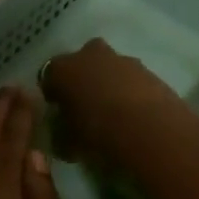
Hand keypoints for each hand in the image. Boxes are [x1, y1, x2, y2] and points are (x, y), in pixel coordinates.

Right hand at [39, 39, 190, 169]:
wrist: (149, 129)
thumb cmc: (97, 133)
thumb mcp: (68, 143)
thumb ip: (61, 135)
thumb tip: (63, 137)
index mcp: (62, 69)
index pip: (49, 76)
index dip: (52, 94)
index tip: (58, 111)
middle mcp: (89, 55)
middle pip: (81, 63)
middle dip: (82, 79)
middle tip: (85, 105)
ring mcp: (122, 60)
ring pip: (109, 68)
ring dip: (108, 83)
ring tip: (113, 113)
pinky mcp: (149, 70)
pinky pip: (131, 79)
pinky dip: (130, 91)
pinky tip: (134, 114)